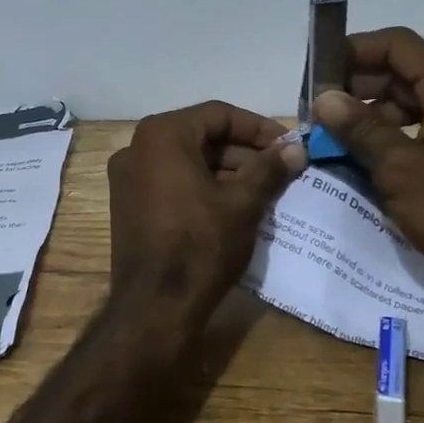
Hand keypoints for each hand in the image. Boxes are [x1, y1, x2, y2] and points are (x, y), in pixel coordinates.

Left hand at [107, 101, 306, 327]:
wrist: (154, 307)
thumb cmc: (200, 245)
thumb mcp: (242, 203)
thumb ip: (269, 168)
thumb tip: (296, 149)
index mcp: (162, 135)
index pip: (219, 114)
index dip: (258, 128)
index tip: (288, 145)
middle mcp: (137, 148)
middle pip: (201, 136)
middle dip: (243, 152)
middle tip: (280, 169)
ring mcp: (127, 178)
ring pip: (187, 161)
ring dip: (226, 171)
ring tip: (264, 190)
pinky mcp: (128, 205)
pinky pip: (172, 182)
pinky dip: (202, 187)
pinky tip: (234, 207)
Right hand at [312, 27, 423, 312]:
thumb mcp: (400, 169)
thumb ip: (361, 129)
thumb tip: (325, 98)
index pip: (398, 46)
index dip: (355, 50)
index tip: (318, 73)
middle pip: (403, 72)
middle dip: (357, 85)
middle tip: (316, 109)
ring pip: (410, 103)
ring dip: (369, 114)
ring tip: (331, 135)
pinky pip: (421, 131)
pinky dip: (389, 137)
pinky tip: (359, 157)